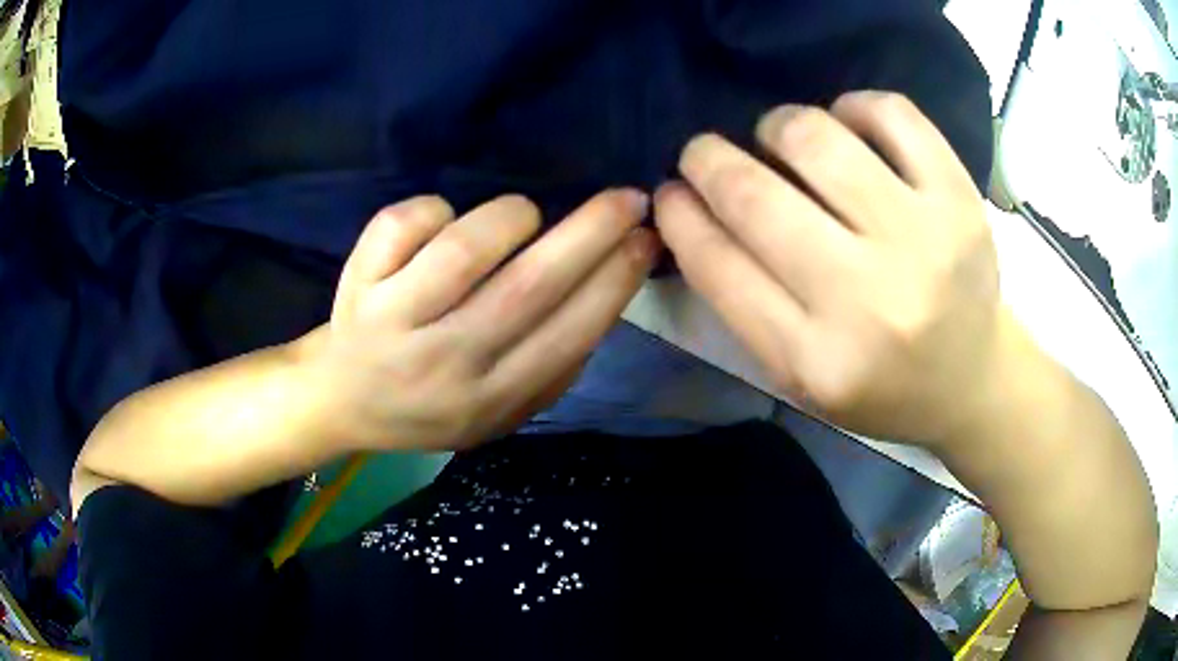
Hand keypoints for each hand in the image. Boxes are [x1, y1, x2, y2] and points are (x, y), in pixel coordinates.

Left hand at [306, 191, 657, 451]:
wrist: (343, 400)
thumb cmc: (427, 404)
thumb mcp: (498, 413)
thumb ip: (552, 370)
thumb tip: (606, 293)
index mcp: (491, 399)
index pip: (569, 335)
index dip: (615, 281)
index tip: (647, 239)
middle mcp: (445, 363)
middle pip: (529, 285)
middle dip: (592, 232)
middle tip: (627, 197)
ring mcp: (394, 323)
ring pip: (465, 248)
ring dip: (510, 216)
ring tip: (522, 216)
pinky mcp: (359, 286)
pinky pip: (404, 223)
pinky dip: (434, 209)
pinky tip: (440, 223)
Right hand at [655, 91, 1015, 446]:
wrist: (972, 381)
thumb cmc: (881, 386)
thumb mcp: (800, 376)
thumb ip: (744, 301)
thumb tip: (690, 209)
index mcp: (816, 361)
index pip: (719, 267)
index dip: (680, 216)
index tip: (669, 192)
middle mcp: (869, 302)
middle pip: (756, 198)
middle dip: (708, 160)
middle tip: (704, 153)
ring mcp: (923, 242)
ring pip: (816, 140)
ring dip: (776, 126)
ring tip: (779, 139)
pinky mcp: (960, 201)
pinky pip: (891, 114)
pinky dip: (853, 106)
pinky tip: (847, 125)